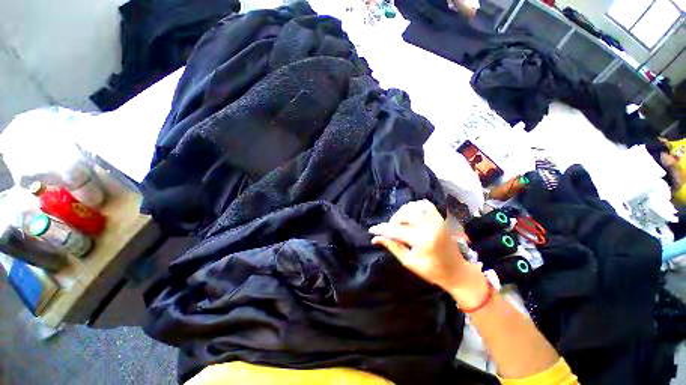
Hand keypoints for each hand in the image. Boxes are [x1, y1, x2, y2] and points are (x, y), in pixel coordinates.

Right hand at [369, 200, 488, 307]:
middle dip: (393, 221)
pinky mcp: (440, 217)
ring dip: (402, 213)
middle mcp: (430, 225)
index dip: (381, 229)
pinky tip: (411, 215)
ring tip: (400, 223)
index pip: (396, 230)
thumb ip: (392, 247)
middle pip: (404, 214)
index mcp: (422, 239)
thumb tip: (375, 239)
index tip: (372, 230)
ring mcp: (437, 219)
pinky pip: (425, 205)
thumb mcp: (409, 262)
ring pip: (413, 206)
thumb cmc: (433, 271)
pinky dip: (415, 207)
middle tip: (389, 230)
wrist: (458, 272)